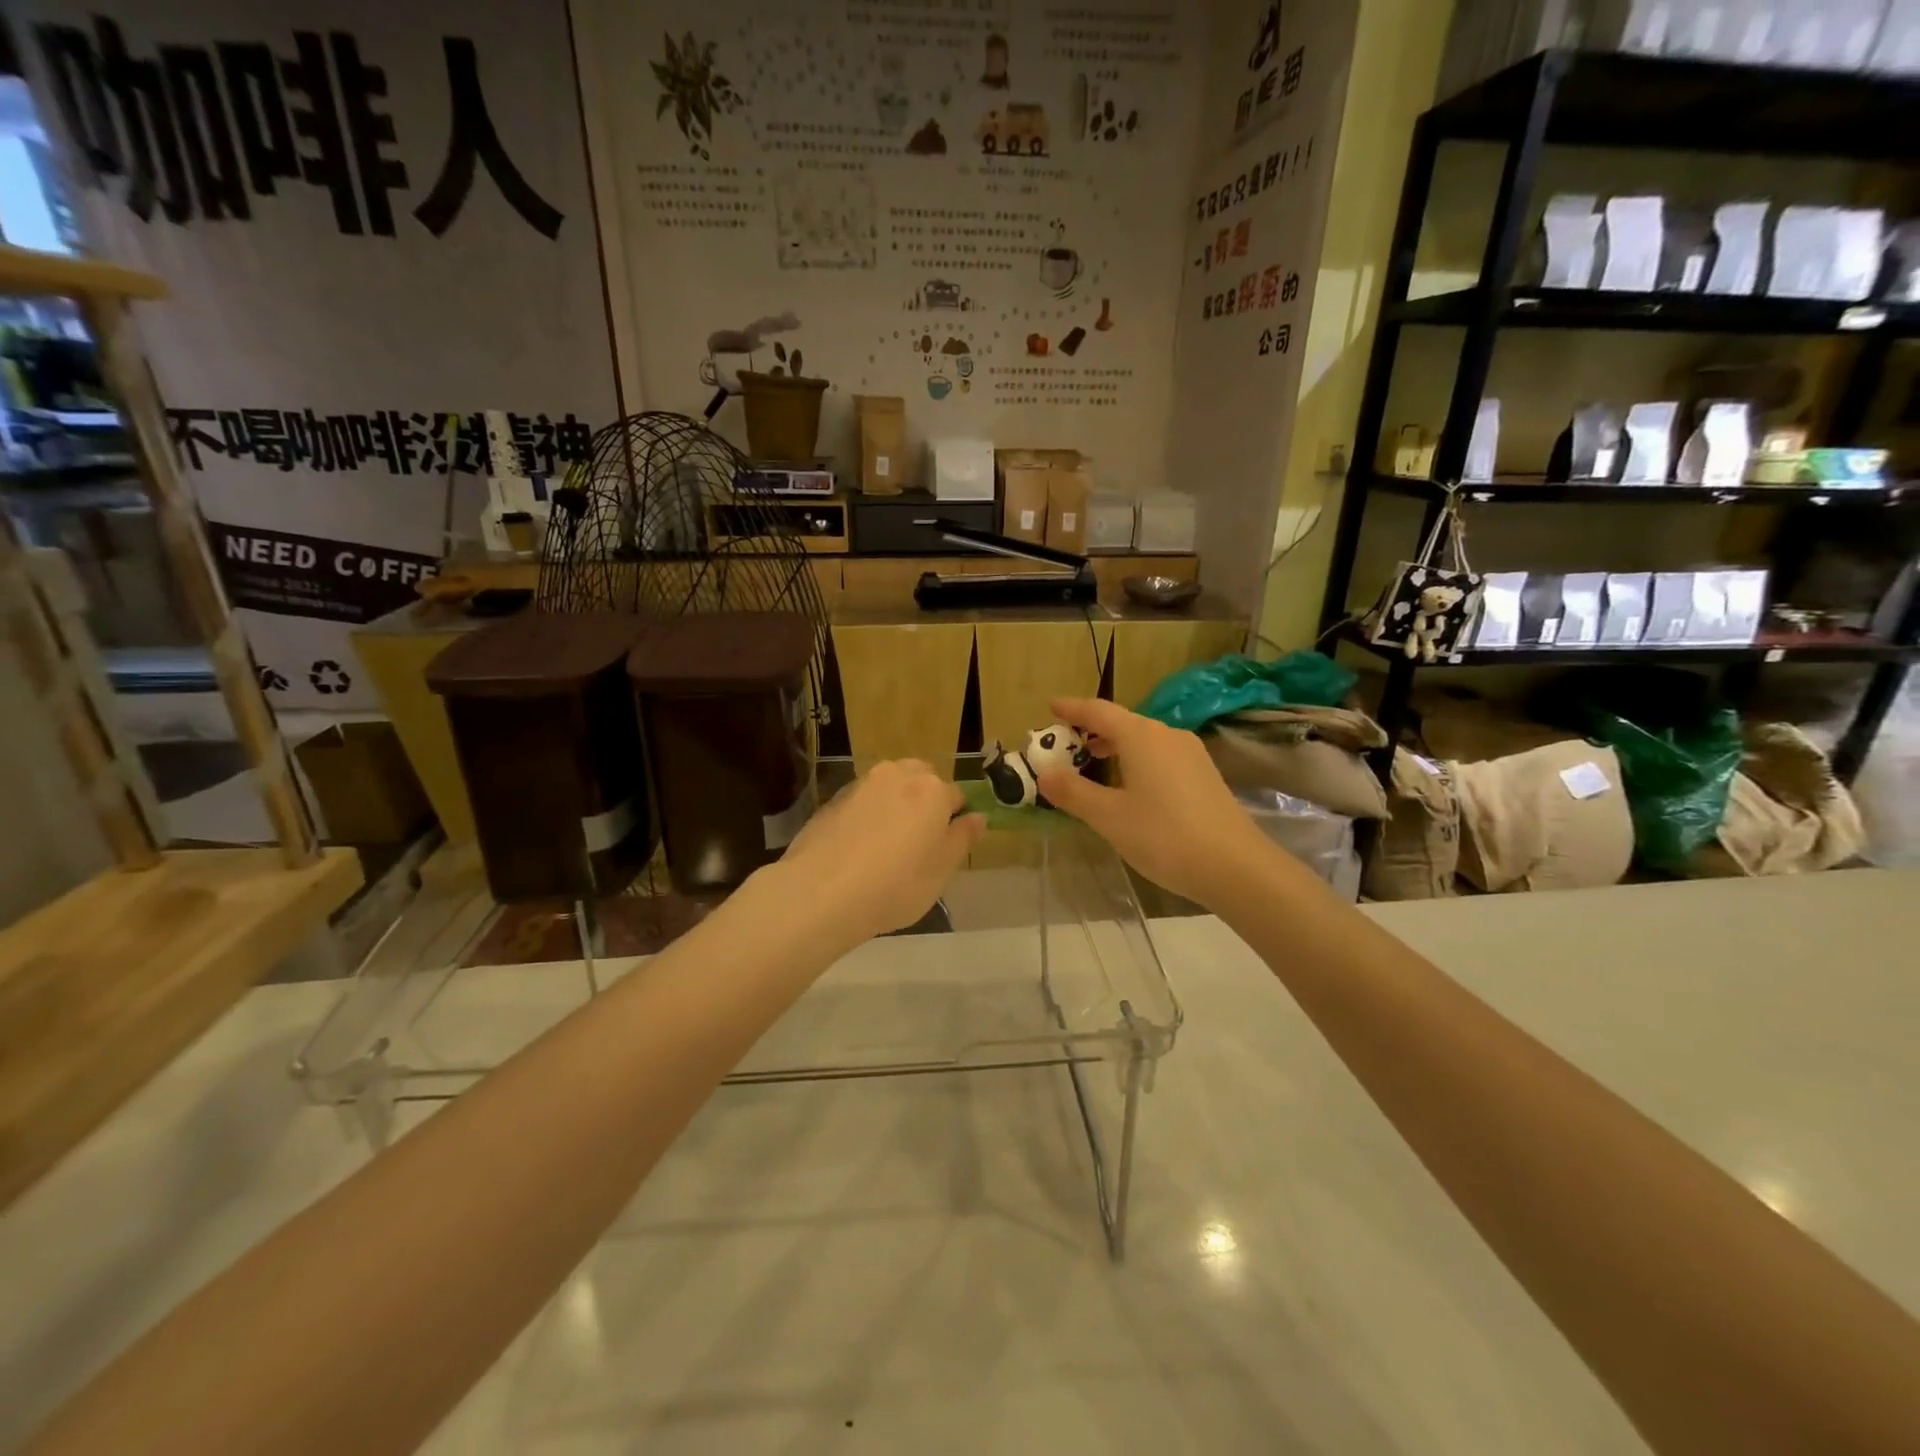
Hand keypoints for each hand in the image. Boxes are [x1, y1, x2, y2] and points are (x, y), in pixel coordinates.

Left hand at [768, 760, 984, 948]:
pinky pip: (863, 801)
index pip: (957, 795)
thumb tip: (977, 817)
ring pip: (890, 786)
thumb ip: (962, 838)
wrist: (821, 892)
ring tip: (887, 844)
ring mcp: (861, 784)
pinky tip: (860, 847)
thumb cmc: (894, 886)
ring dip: (895, 804)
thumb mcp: (941, 871)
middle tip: (918, 841)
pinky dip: (868, 814)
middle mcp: (898, 775)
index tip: (945, 846)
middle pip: (921, 779)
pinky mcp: (833, 799)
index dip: (954, 820)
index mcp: (932, 789)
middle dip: (925, 801)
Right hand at [1035, 698, 1268, 909]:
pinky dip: (1136, 760)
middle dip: (1091, 730)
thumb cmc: (1164, 836)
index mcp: (1141, 736)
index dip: (1072, 708)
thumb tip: (1045, 773)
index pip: (1098, 711)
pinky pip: (1160, 755)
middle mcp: (1167, 735)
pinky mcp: (1204, 774)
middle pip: (1122, 722)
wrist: (1235, 866)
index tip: (1050, 706)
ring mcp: (1190, 754)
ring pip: (1143, 740)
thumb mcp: (1108, 817)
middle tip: (1065, 743)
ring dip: (1114, 746)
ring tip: (1092, 762)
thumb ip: (1073, 792)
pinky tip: (1130, 785)